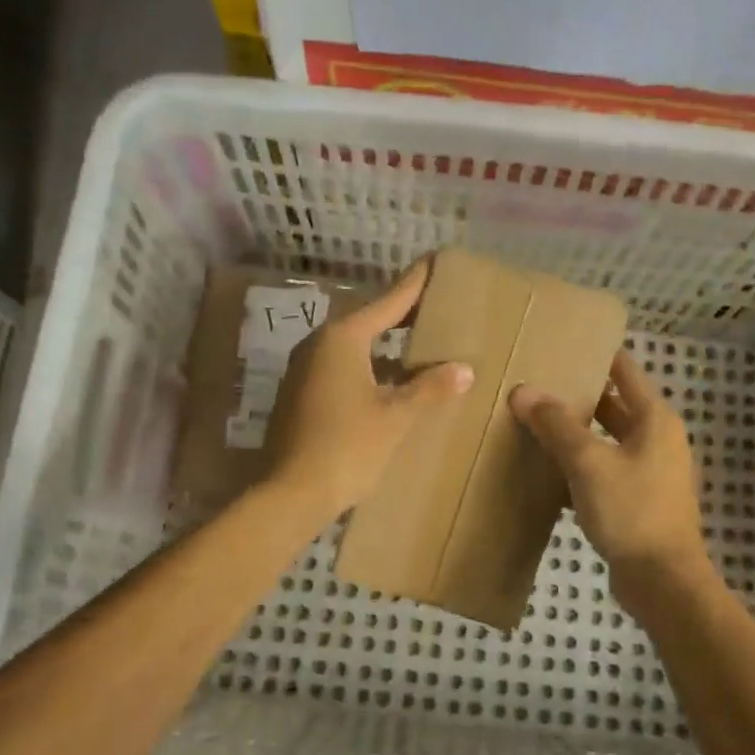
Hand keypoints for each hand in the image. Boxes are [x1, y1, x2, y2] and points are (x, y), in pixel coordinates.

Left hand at [261, 260, 473, 520]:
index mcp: (343, 339)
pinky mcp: (300, 393)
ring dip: (384, 343)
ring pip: (353, 345)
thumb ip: (430, 388)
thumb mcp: (396, 417)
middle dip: (402, 314)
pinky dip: (368, 365)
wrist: (291, 493)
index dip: (415, 284)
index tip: (434, 262)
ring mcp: (304, 369)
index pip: (389, 301)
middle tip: (436, 306)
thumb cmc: (347, 447)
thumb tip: (464, 369)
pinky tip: (389, 380)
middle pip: (368, 319)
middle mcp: (319, 344)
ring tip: (418, 342)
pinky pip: (341, 366)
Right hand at [509, 351, 708, 592]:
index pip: (625, 371)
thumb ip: (556, 425)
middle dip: (579, 395)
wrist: (662, 580)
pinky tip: (547, 471)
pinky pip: (605, 470)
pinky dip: (580, 466)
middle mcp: (657, 439)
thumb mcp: (588, 462)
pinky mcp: (638, 500)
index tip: (562, 343)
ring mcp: (650, 472)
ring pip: (607, 440)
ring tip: (533, 422)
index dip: (597, 354)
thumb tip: (522, 391)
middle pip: (615, 405)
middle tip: (536, 383)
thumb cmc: (631, 510)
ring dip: (577, 433)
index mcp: (655, 419)